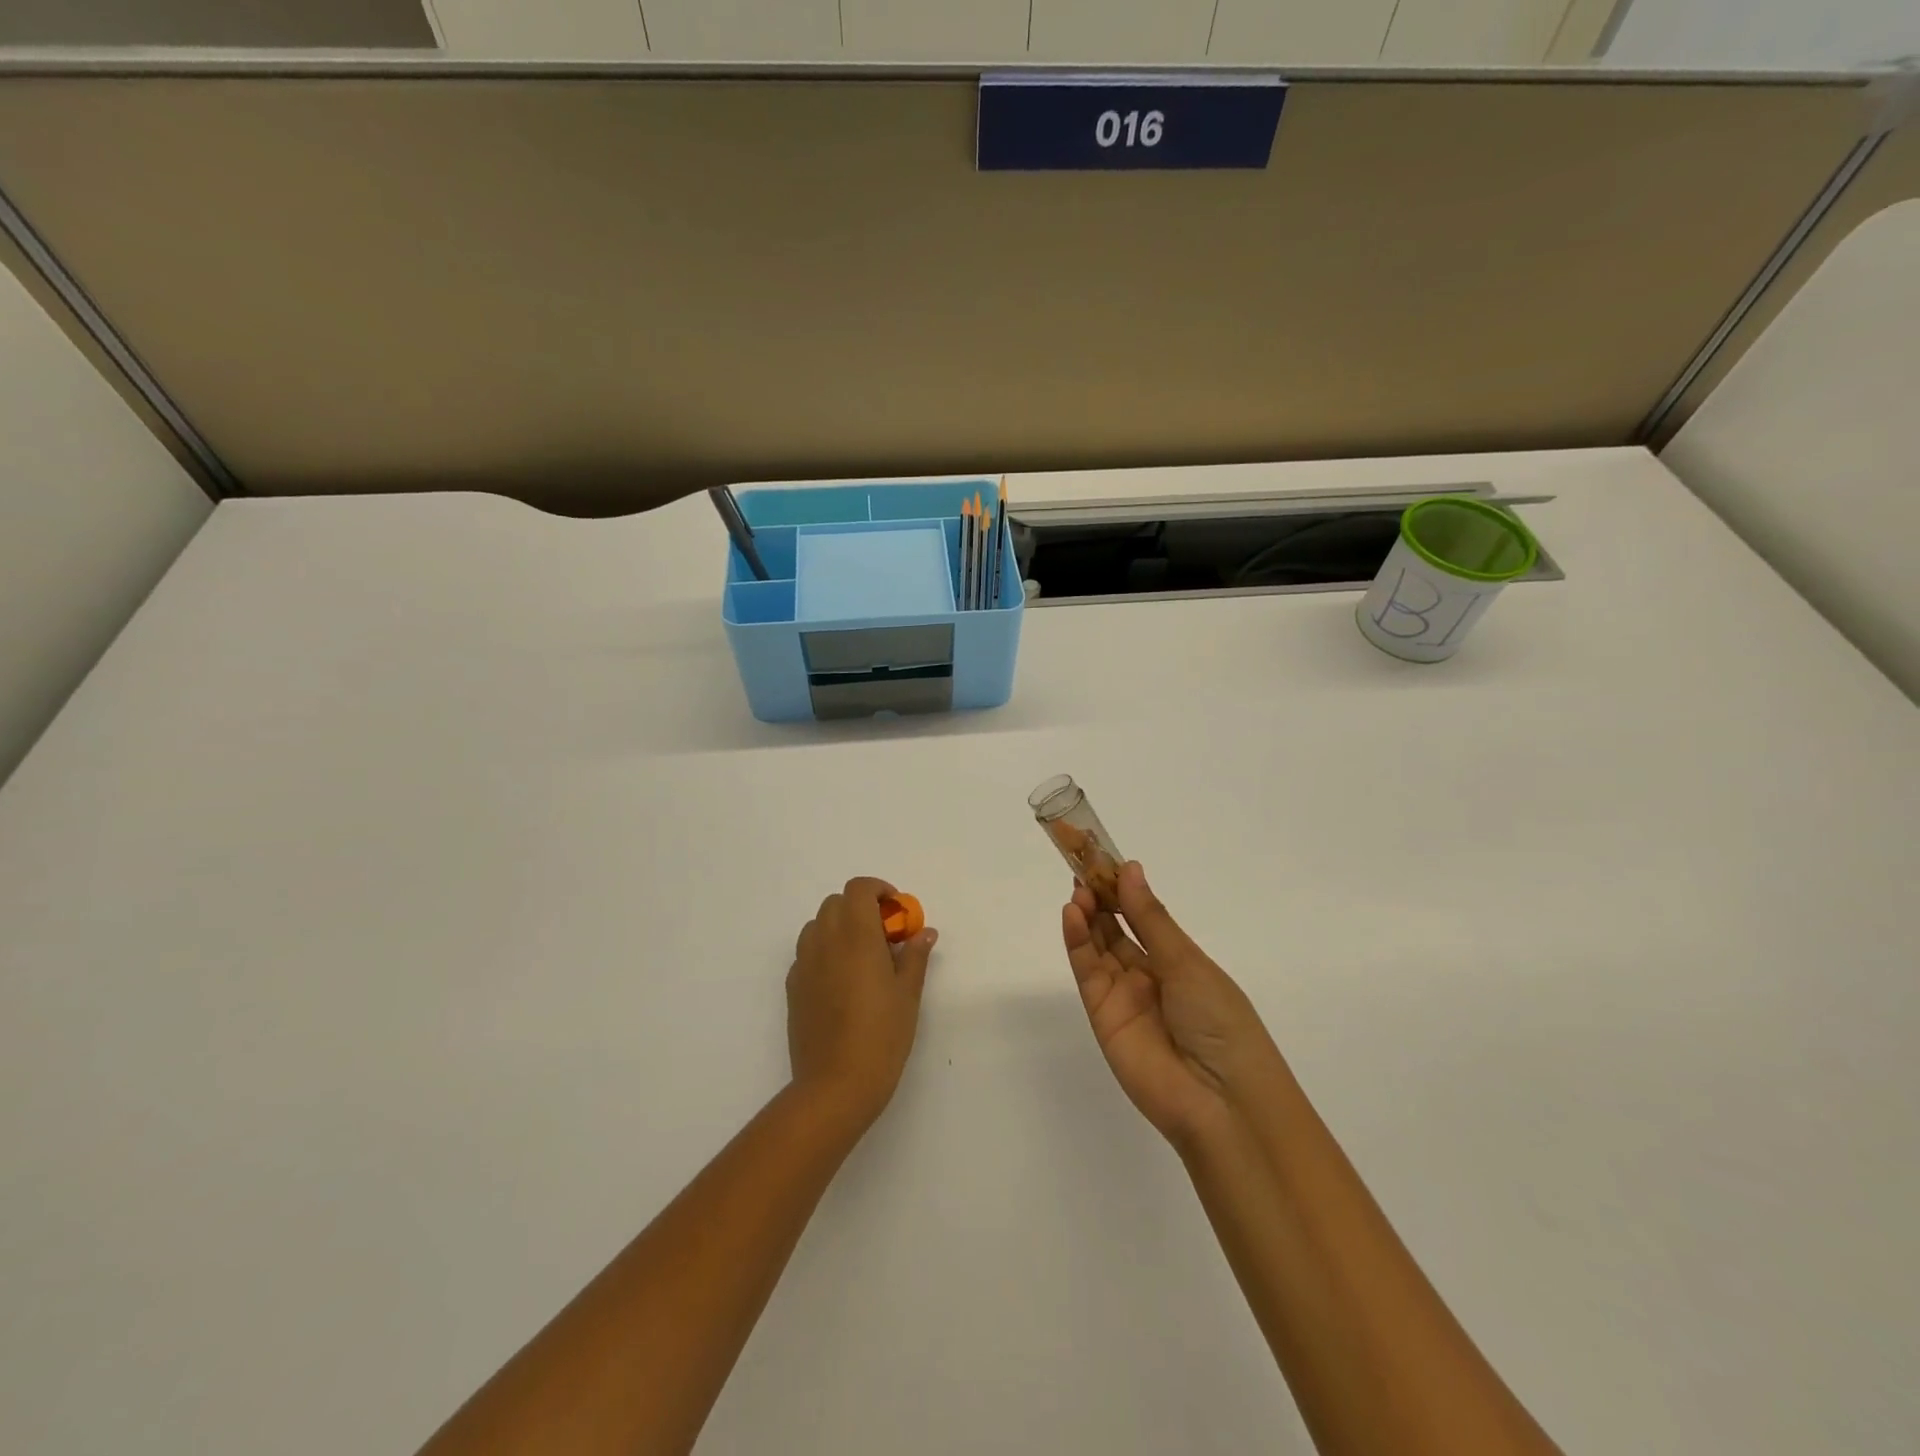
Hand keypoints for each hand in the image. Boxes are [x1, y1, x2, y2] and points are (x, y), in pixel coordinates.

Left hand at [787, 878, 937, 1132]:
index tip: (896, 911)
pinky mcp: (793, 986)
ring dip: (840, 927)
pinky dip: (825, 951)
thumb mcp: (908, 994)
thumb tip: (924, 932)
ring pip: (818, 925)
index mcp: (856, 935)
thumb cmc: (882, 1036)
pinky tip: (842, 982)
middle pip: (837, 903)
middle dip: (861, 908)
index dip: (878, 890)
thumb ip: (915, 956)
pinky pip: (807, 952)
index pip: (859, 889)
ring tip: (862, 957)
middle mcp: (825, 940)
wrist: (835, 1085)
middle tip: (885, 936)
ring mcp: (804, 963)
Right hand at [1061, 861, 1284, 1148]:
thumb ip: (1150, 918)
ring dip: (1087, 915)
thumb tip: (1130, 868)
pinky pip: (1087, 971)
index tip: (1103, 856)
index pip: (1143, 916)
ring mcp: (1124, 996)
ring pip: (1098, 946)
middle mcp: (1150, 975)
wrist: (1221, 1101)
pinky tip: (1073, 914)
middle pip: (1117, 928)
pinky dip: (1077, 942)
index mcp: (1179, 961)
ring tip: (1077, 886)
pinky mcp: (1102, 1015)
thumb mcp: (1188, 962)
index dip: (1123, 887)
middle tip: (1081, 863)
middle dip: (1100, 896)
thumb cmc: (1220, 1022)